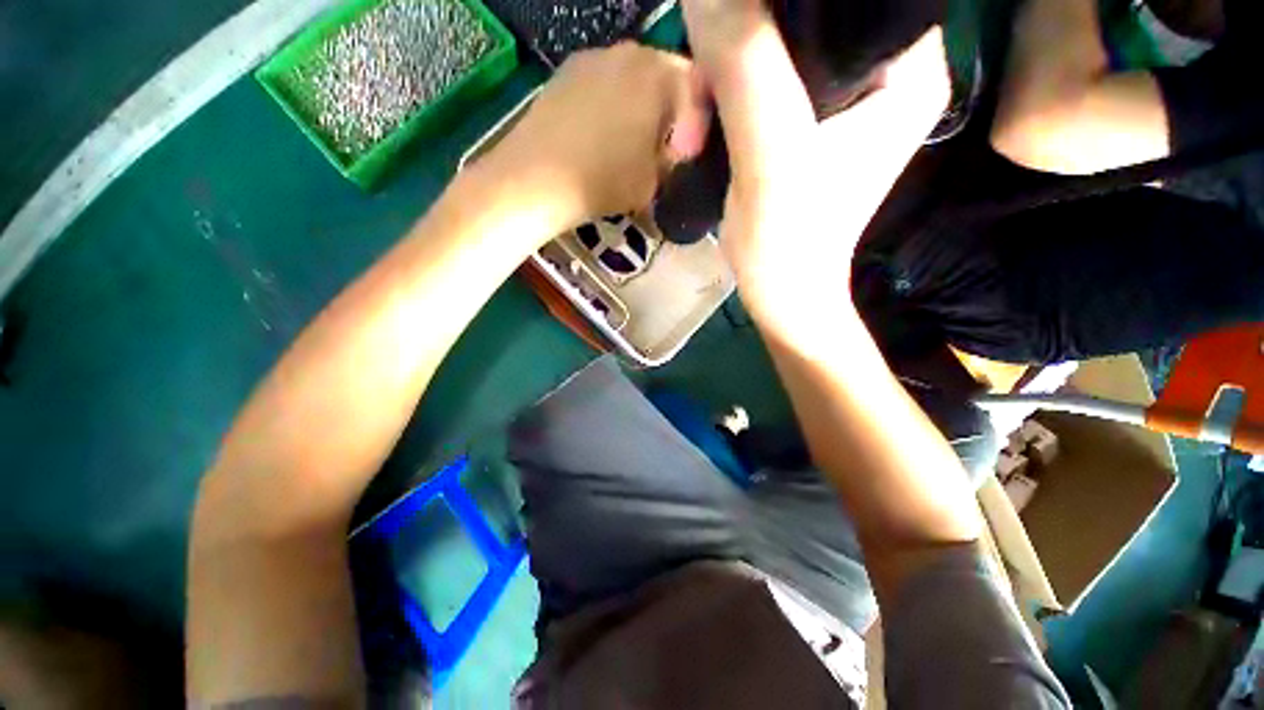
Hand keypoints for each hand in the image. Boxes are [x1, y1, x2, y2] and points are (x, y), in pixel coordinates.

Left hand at [489, 42, 710, 227]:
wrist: (537, 178)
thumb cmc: (604, 181)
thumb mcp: (653, 182)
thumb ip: (670, 160)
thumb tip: (671, 149)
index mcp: (660, 75)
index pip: (698, 89)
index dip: (696, 125)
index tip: (685, 155)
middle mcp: (629, 52)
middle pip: (664, 77)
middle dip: (670, 112)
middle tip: (663, 148)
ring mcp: (593, 57)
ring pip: (632, 78)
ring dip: (640, 107)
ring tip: (631, 143)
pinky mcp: (565, 72)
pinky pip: (603, 84)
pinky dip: (611, 104)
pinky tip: (601, 135)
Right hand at [680, 0, 948, 339]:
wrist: (780, 294)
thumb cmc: (788, 241)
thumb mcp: (770, 155)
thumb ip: (746, 66)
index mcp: (905, 67)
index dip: (781, 1)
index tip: (731, 29)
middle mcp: (880, 72)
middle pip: (799, 19)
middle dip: (734, 55)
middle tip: (697, 106)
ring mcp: (838, 100)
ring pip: (768, 54)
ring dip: (716, 89)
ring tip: (690, 138)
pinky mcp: (802, 125)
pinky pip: (755, 87)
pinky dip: (719, 109)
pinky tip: (697, 141)